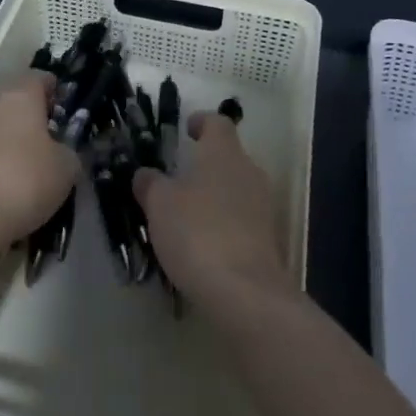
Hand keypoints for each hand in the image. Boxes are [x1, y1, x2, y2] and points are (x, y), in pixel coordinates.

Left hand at [0, 71, 78, 249]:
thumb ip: (71, 151)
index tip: (69, 118)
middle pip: (18, 101)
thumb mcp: (67, 168)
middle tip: (54, 145)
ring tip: (32, 172)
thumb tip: (64, 152)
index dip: (59, 95)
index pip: (43, 78)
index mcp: (21, 93)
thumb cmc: (26, 179)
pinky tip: (9, 190)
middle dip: (36, 119)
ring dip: (15, 142)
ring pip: (0, 127)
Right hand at [133, 111, 290, 309]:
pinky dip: (226, 225)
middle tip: (180, 178)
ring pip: (237, 189)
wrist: (246, 293)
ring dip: (216, 197)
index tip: (188, 129)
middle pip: (230, 156)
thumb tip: (145, 174)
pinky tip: (206, 246)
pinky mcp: (270, 240)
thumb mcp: (160, 204)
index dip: (202, 122)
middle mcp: (249, 171)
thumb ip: (150, 184)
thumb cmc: (198, 232)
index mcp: (224, 152)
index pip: (217, 122)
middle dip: (207, 164)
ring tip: (189, 216)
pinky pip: (244, 221)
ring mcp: (264, 207)